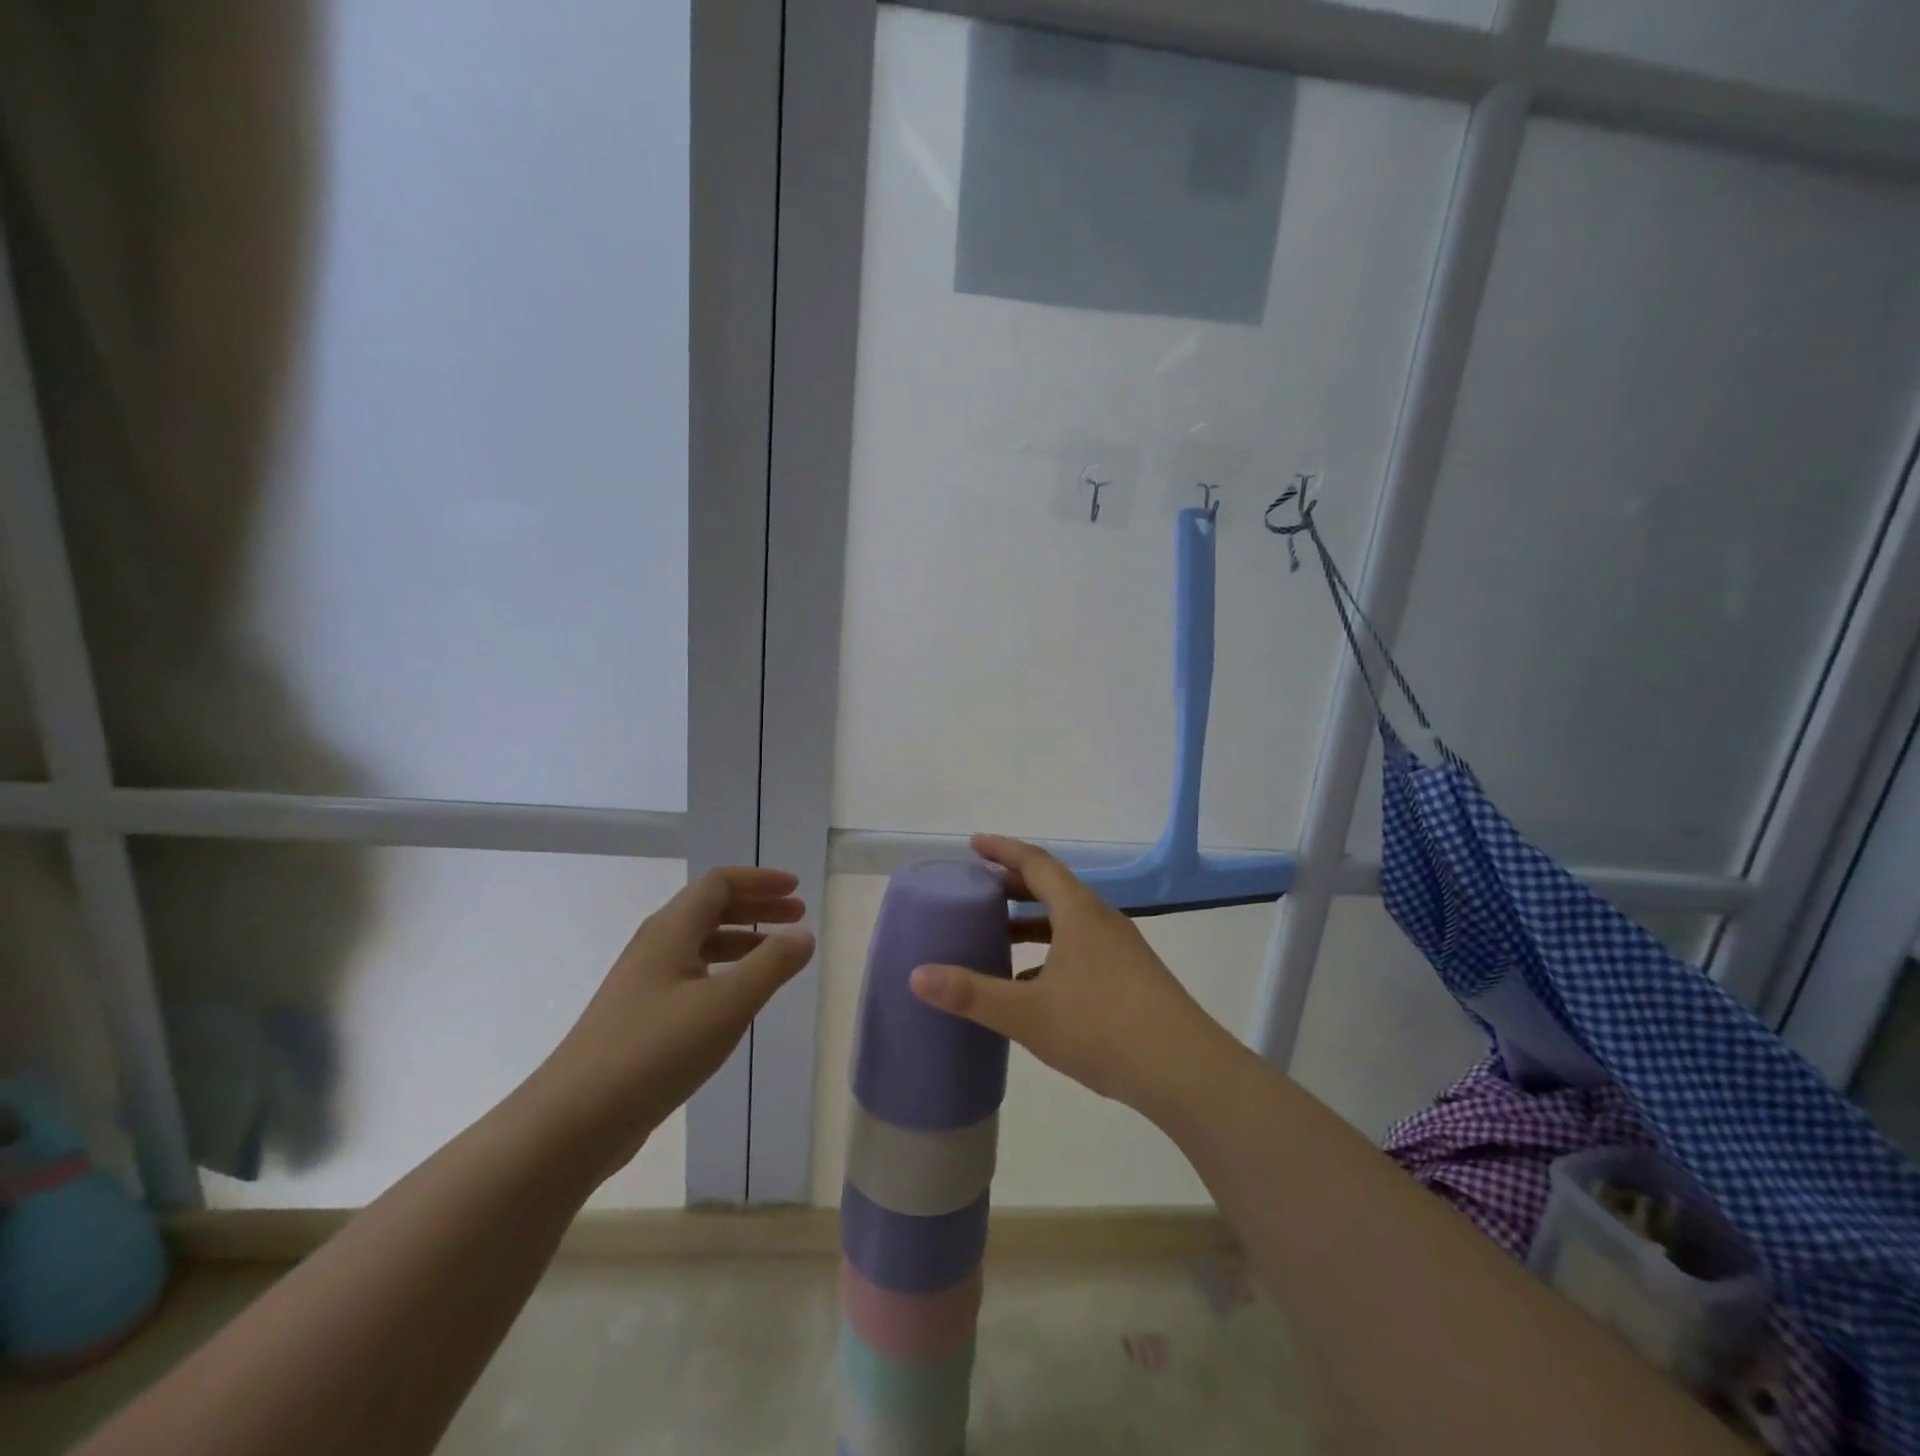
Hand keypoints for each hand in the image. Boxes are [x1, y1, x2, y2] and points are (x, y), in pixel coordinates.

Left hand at [531, 867, 815, 1177]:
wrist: (574, 1121)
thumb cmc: (656, 1049)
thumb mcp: (727, 1003)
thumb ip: (772, 965)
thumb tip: (804, 935)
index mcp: (671, 930)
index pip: (719, 883)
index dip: (760, 881)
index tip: (797, 890)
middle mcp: (655, 946)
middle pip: (711, 909)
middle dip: (757, 908)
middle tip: (797, 917)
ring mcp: (644, 983)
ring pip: (701, 945)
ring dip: (743, 941)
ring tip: (777, 957)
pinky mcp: (640, 1018)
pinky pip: (691, 976)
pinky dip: (724, 972)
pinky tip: (739, 999)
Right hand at [908, 836, 1243, 1122]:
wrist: (1185, 1071)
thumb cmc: (1103, 1028)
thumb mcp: (1028, 1012)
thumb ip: (972, 993)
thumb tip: (917, 975)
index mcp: (1078, 912)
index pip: (1036, 863)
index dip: (1003, 850)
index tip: (973, 845)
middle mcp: (1101, 921)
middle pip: (1052, 888)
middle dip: (1013, 885)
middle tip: (977, 890)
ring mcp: (1119, 950)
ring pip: (1066, 921)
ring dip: (1031, 923)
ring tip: (996, 937)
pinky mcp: (1129, 978)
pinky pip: (1080, 948)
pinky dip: (1049, 953)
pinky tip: (1031, 988)